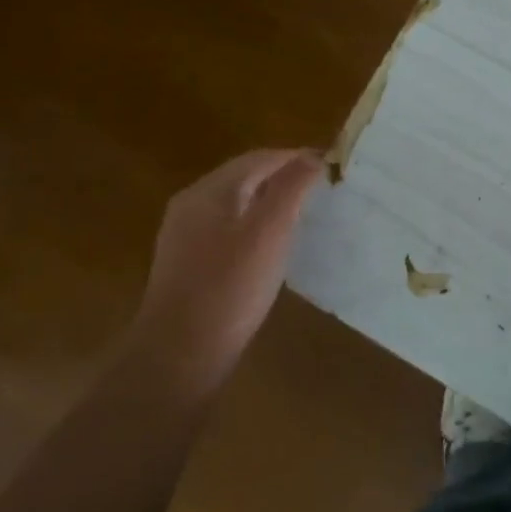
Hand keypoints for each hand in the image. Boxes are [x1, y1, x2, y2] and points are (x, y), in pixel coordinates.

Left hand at [133, 149, 323, 380]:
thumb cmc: (230, 288)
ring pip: (236, 202)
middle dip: (283, 175)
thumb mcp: (269, 233)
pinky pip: (228, 226)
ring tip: (304, 210)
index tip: (331, 164)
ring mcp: (185, 234)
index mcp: (209, 192)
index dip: (296, 157)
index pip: (260, 158)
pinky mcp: (188, 262)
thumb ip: (291, 190)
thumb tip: (312, 157)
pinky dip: (255, 222)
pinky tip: (272, 243)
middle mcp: (192, 204)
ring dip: (270, 198)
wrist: (179, 354)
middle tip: (321, 185)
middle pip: (244, 176)